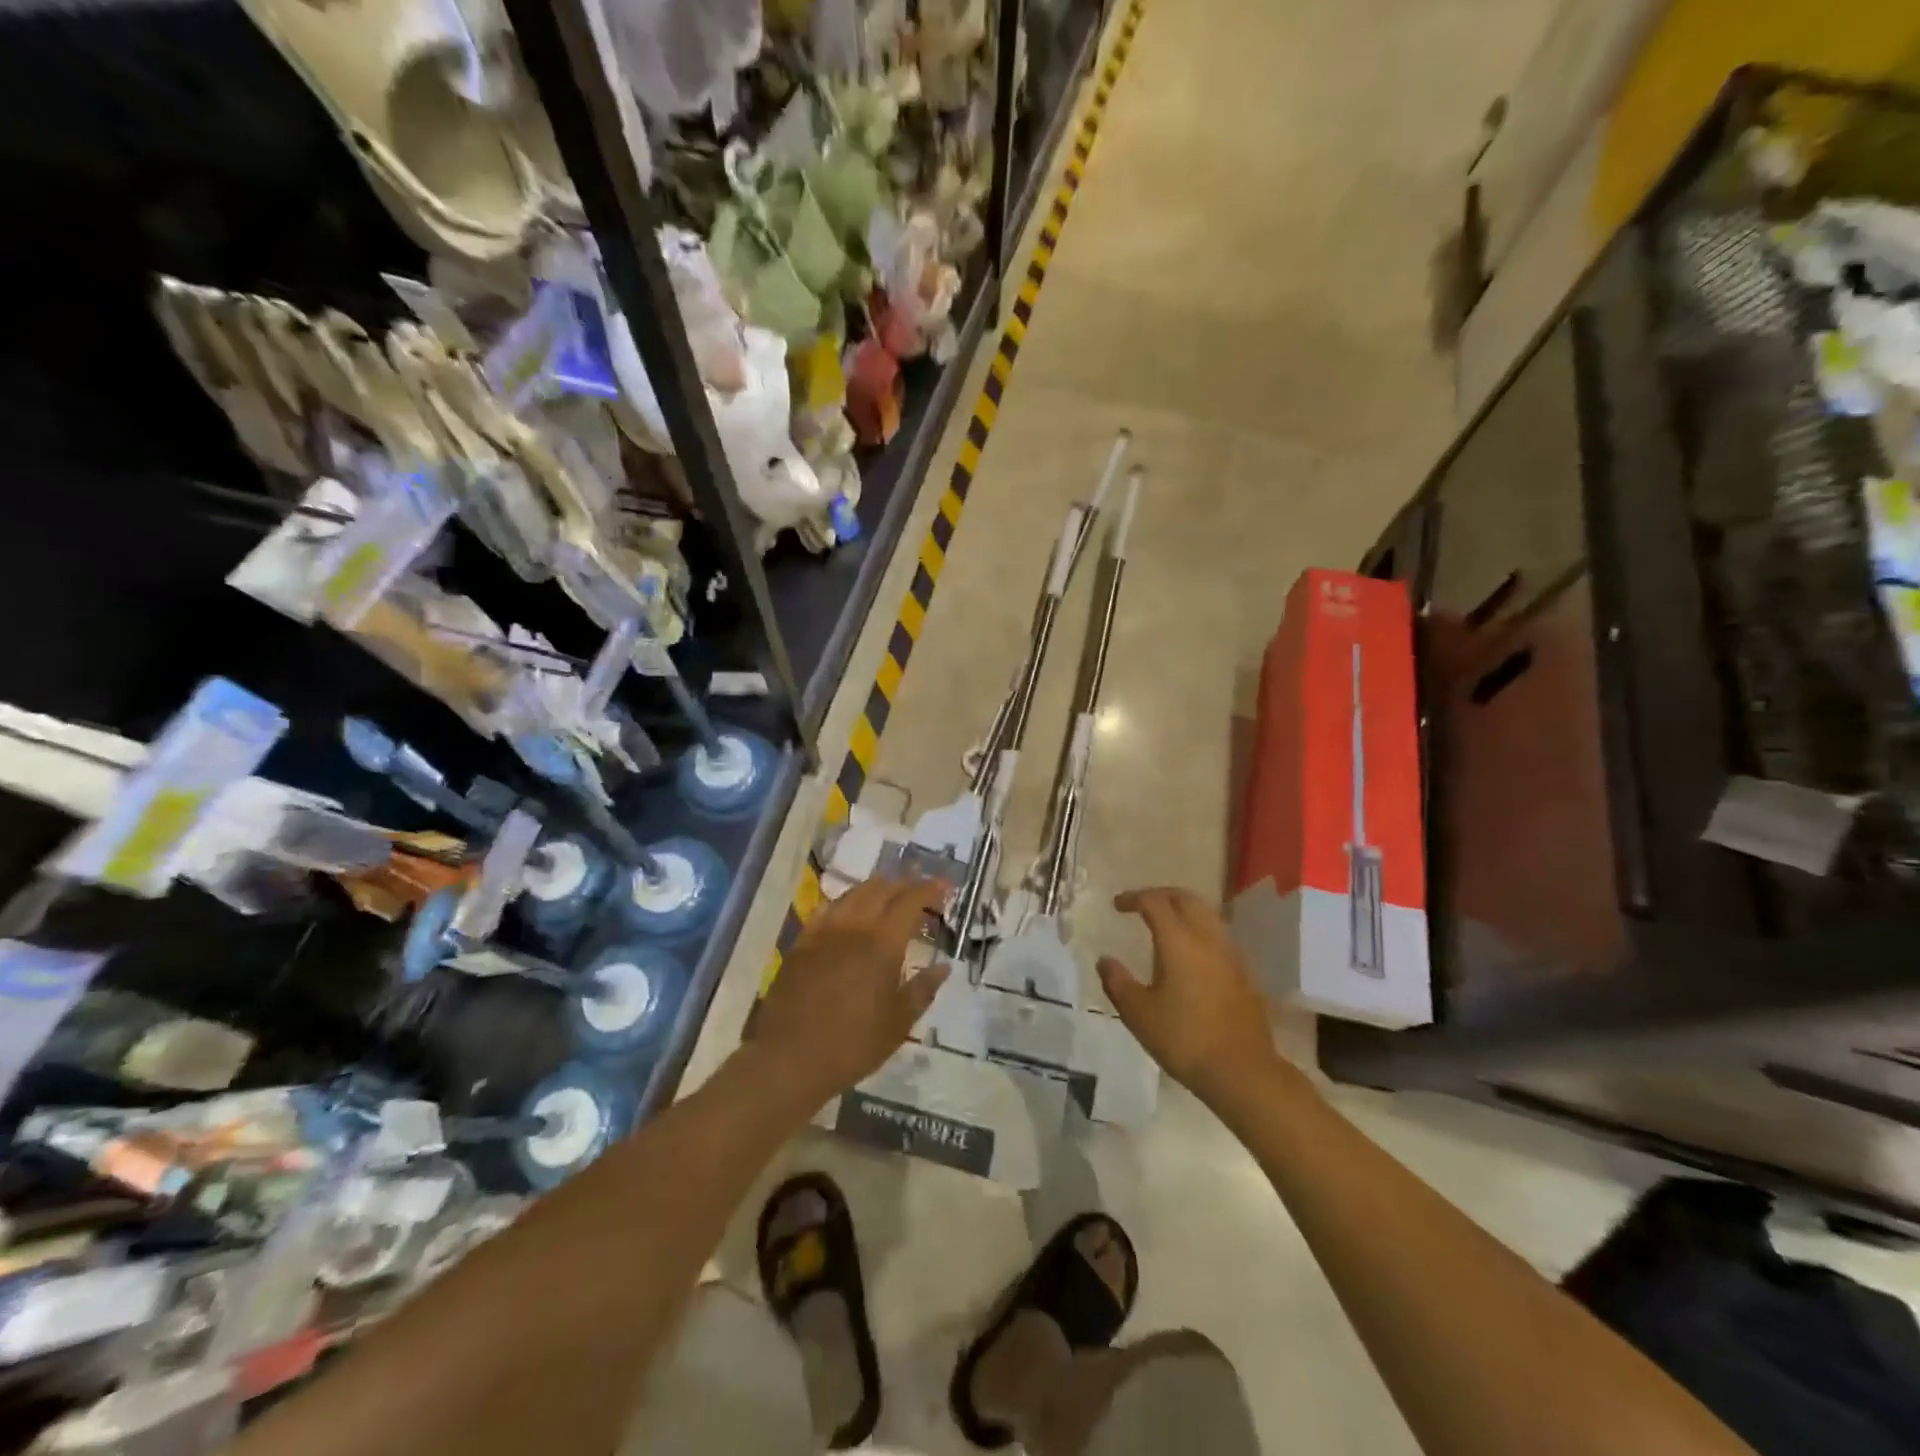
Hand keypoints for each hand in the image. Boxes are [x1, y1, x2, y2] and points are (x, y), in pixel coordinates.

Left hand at [751, 876, 948, 1108]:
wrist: (789, 1058)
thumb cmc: (852, 1044)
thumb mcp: (898, 1024)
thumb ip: (923, 990)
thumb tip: (943, 967)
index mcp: (883, 944)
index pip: (910, 902)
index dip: (930, 889)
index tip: (945, 887)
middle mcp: (854, 927)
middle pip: (882, 889)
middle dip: (905, 883)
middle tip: (921, 888)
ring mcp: (824, 932)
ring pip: (854, 893)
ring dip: (877, 887)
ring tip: (890, 894)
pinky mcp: (802, 942)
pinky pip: (828, 909)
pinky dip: (847, 901)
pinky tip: (850, 911)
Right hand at [1099, 887, 1286, 1110]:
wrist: (1243, 1071)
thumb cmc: (1184, 1039)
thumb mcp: (1138, 1013)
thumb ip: (1118, 982)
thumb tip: (1105, 960)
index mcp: (1179, 941)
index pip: (1155, 902)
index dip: (1134, 898)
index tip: (1117, 905)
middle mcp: (1208, 938)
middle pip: (1186, 899)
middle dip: (1162, 895)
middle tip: (1142, 904)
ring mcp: (1231, 955)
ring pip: (1208, 915)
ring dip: (1184, 911)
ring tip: (1166, 925)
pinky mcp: (1245, 974)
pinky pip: (1219, 937)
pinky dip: (1200, 932)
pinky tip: (1191, 954)